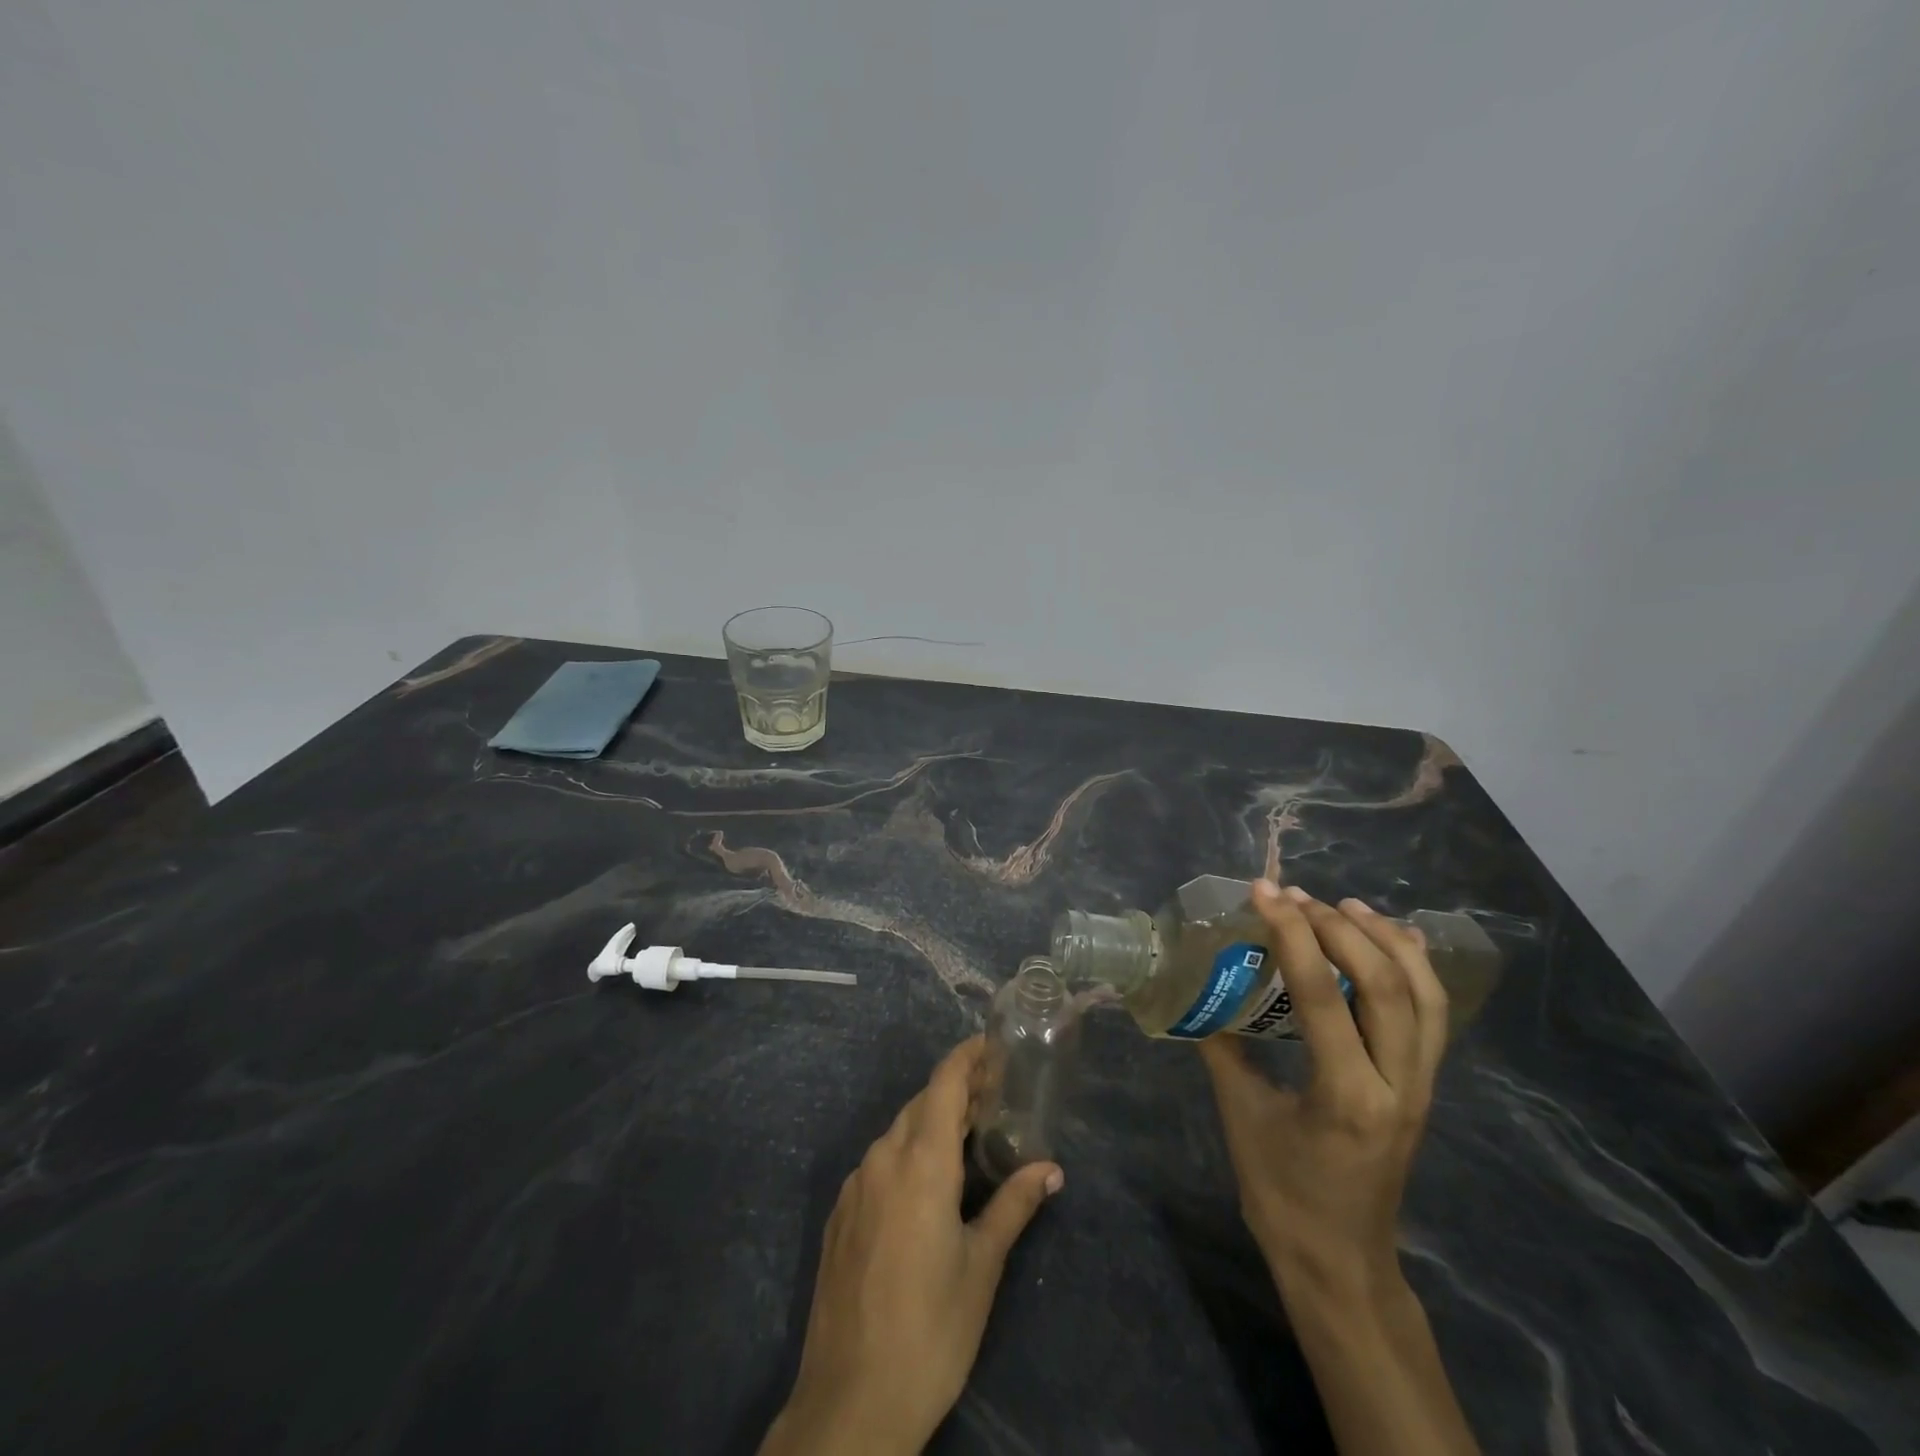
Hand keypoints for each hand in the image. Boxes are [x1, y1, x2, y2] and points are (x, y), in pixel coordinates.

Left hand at [760, 1036, 1063, 1455]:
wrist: (850, 1403)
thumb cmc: (931, 1330)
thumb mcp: (982, 1266)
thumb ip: (1014, 1205)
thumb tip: (1051, 1169)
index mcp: (920, 1163)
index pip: (943, 1083)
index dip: (966, 1056)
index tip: (992, 1044)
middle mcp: (882, 1159)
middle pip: (921, 1104)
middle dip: (956, 1091)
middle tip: (994, 1097)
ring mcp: (855, 1186)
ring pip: (897, 1132)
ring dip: (931, 1123)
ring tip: (967, 1138)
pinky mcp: (840, 1214)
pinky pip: (879, 1162)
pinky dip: (907, 1153)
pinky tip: (926, 1184)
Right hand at [1199, 882, 1447, 1294]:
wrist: (1341, 1262)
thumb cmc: (1283, 1195)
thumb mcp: (1241, 1116)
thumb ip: (1223, 1048)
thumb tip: (1200, 992)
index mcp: (1346, 1096)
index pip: (1324, 996)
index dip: (1294, 935)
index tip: (1265, 893)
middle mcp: (1398, 1085)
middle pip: (1386, 985)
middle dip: (1338, 928)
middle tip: (1295, 897)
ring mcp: (1421, 1086)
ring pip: (1424, 995)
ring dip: (1385, 939)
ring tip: (1344, 904)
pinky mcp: (1425, 1086)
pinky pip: (1433, 1016)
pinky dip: (1415, 968)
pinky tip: (1390, 939)